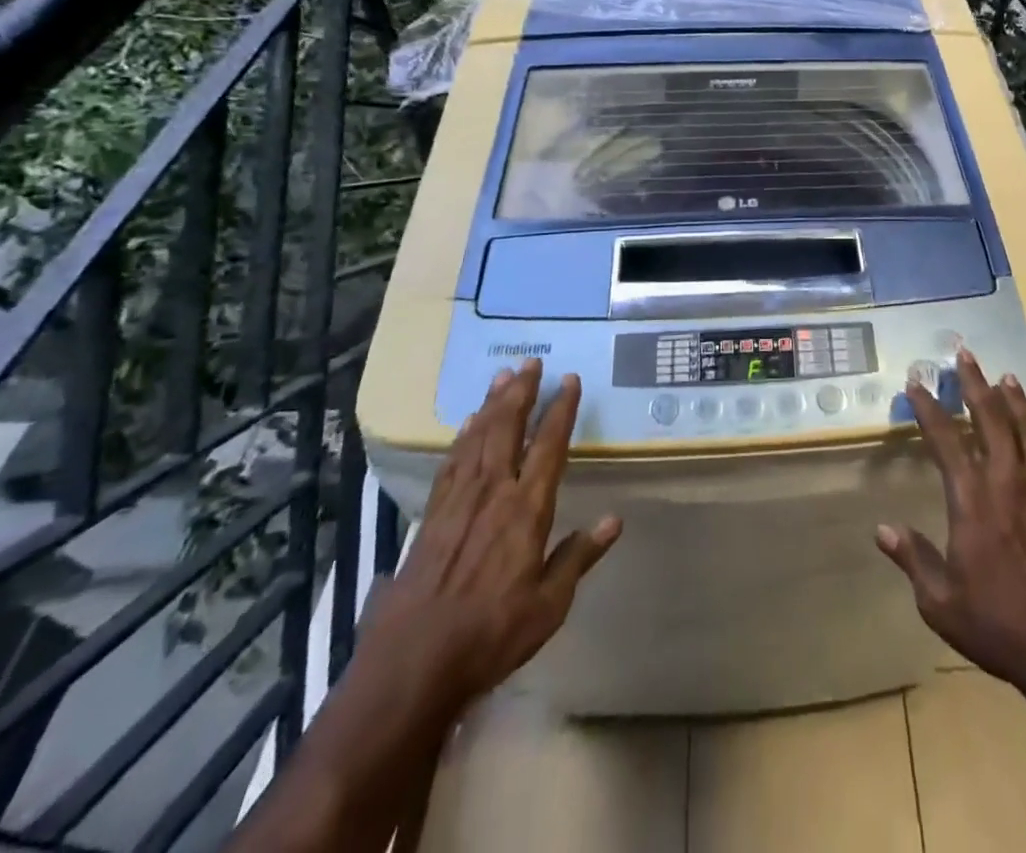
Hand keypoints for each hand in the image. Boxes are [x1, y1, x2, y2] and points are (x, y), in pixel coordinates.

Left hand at [361, 359, 620, 712]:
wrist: (412, 665)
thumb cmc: (491, 636)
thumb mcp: (548, 606)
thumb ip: (578, 558)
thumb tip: (614, 520)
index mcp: (526, 510)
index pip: (549, 446)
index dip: (560, 410)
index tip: (569, 380)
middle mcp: (493, 493)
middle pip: (508, 429)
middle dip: (521, 392)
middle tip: (530, 361)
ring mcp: (458, 501)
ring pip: (478, 438)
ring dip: (492, 404)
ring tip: (502, 376)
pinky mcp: (432, 515)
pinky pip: (452, 462)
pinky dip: (463, 436)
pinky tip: (468, 424)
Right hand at [876, 349, 1025, 695]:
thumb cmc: (997, 624)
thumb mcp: (940, 601)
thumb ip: (913, 558)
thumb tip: (882, 529)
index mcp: (971, 500)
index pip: (945, 440)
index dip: (928, 408)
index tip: (916, 382)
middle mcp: (1006, 482)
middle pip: (990, 420)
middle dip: (975, 384)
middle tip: (965, 354)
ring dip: (1016, 401)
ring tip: (1007, 376)